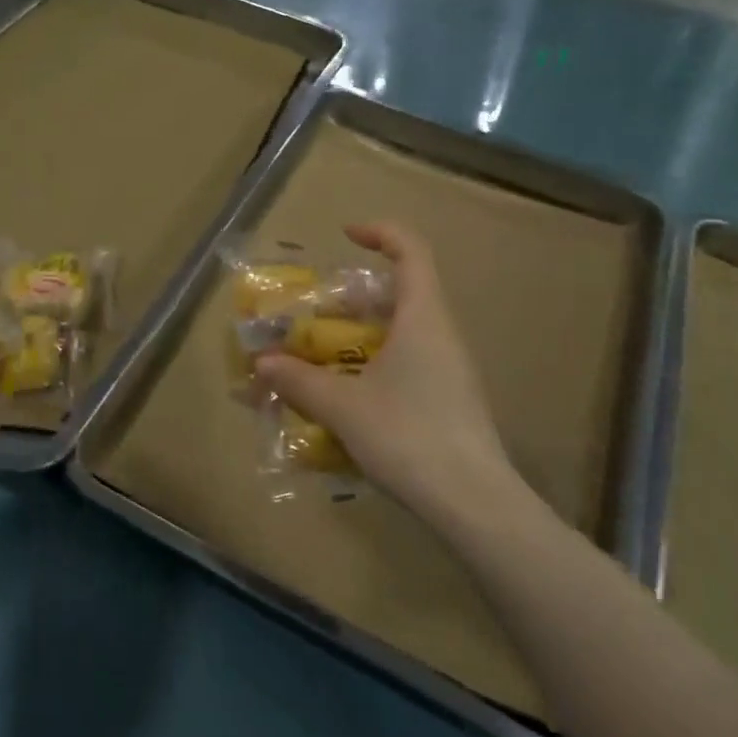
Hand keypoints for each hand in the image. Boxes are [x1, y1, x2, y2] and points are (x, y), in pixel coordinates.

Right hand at [255, 222, 532, 532]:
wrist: (474, 504)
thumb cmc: (409, 436)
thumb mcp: (343, 406)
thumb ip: (299, 381)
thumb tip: (262, 363)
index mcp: (423, 318)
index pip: (412, 251)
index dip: (380, 233)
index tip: (345, 235)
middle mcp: (441, 335)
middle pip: (401, 293)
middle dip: (353, 298)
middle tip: (314, 315)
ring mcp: (450, 370)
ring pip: (403, 333)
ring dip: (360, 336)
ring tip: (320, 358)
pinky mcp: (450, 401)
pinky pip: (408, 365)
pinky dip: (373, 366)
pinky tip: (347, 399)